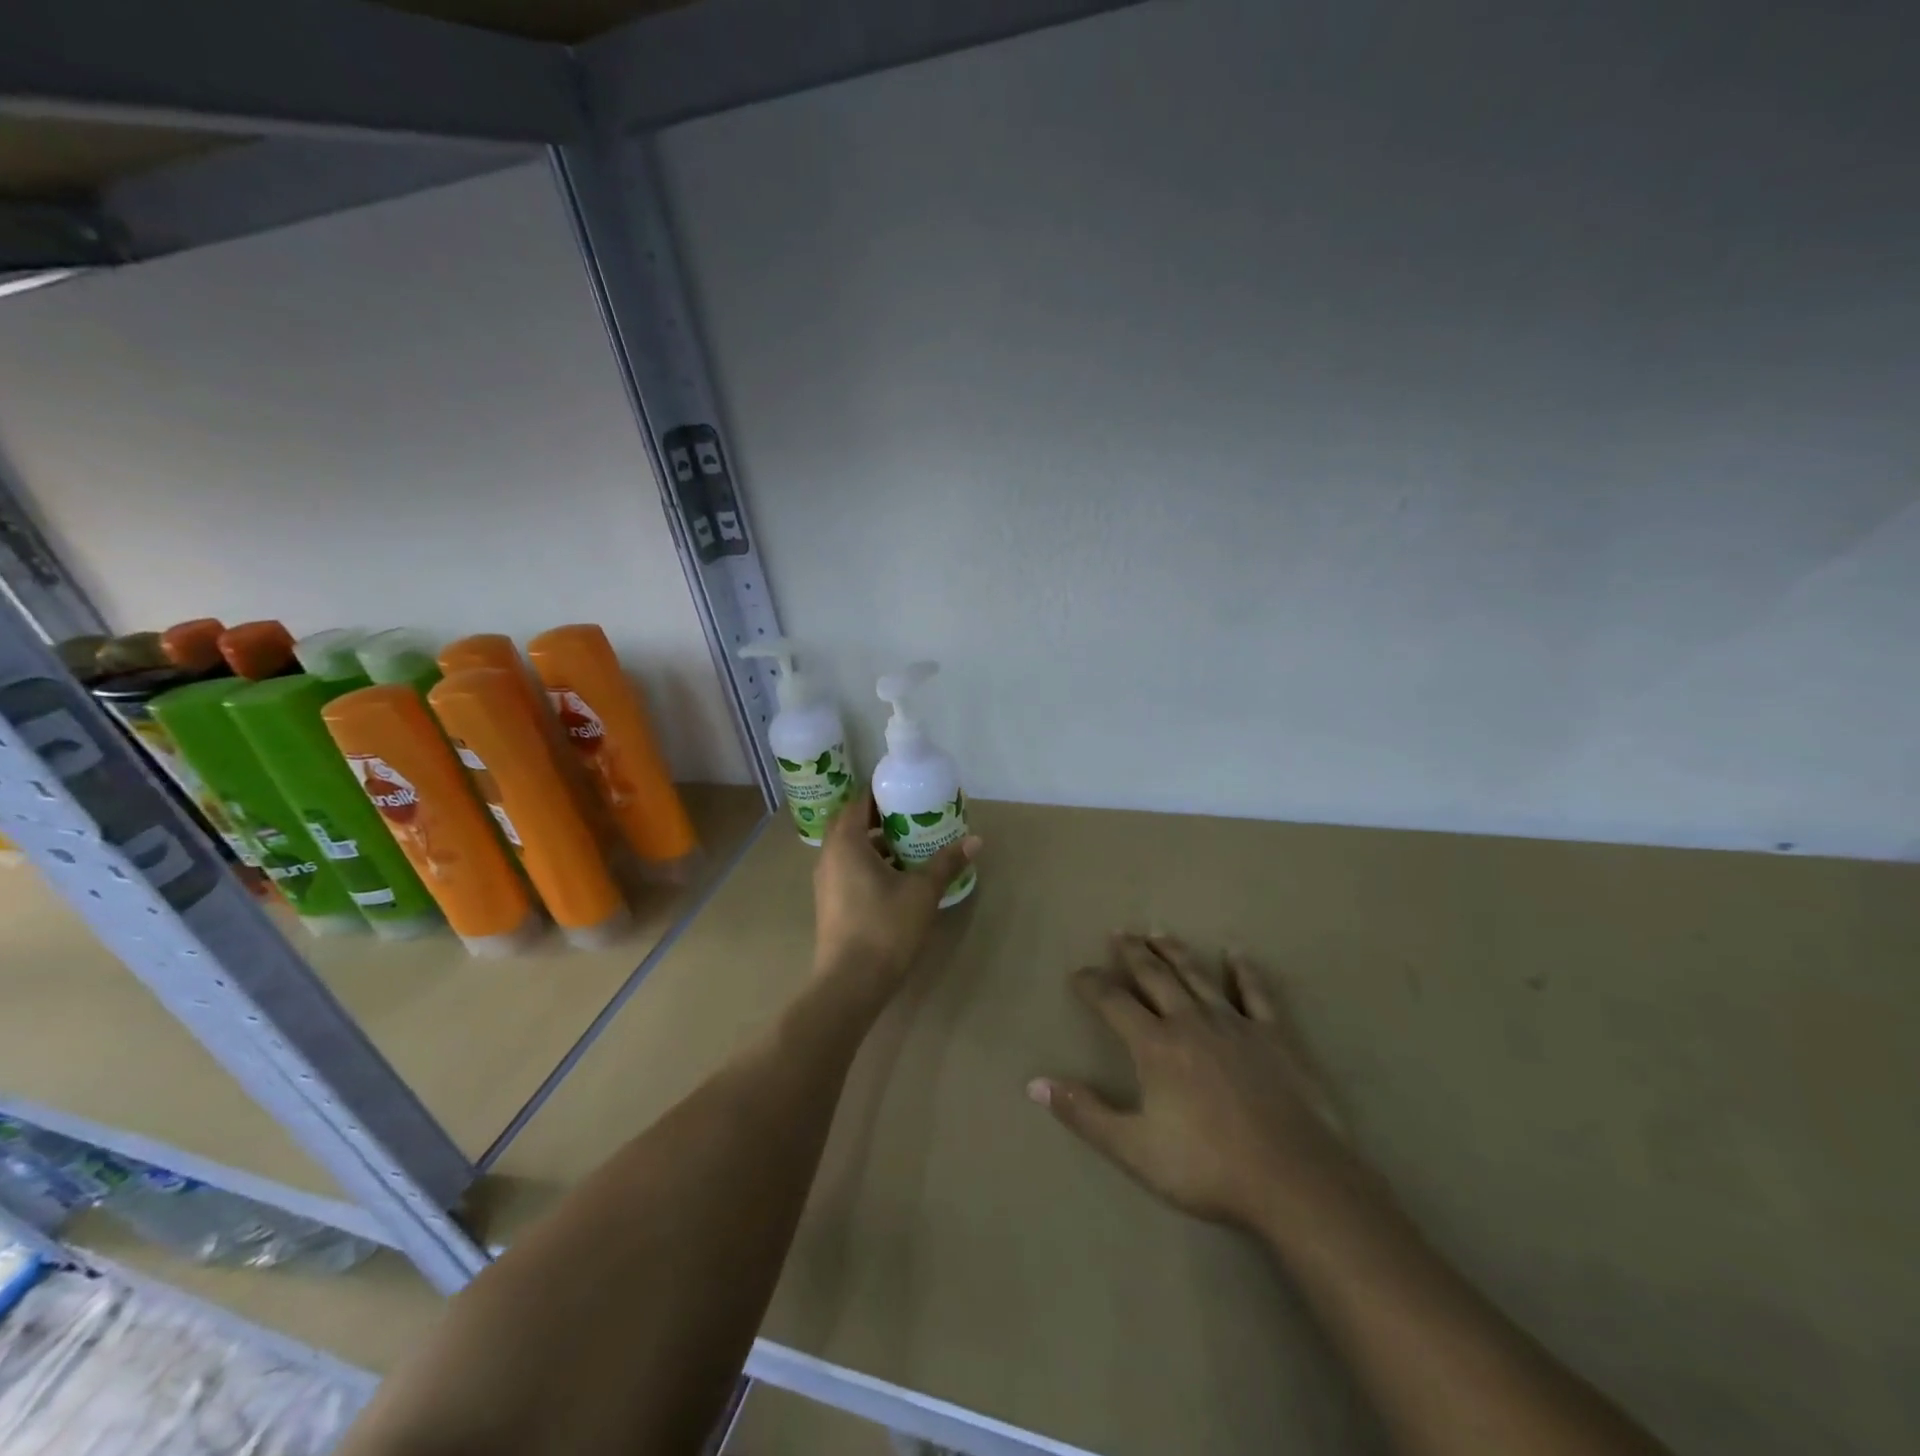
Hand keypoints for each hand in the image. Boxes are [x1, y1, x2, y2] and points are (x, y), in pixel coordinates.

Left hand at [811, 789, 979, 993]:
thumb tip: (975, 840)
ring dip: (876, 842)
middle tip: (913, 815)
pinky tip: (898, 876)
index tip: (909, 790)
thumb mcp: (922, 892)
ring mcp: (826, 881)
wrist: (850, 983)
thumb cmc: (885, 927)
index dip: (883, 792)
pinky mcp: (831, 902)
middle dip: (881, 816)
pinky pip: (849, 868)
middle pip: (853, 823)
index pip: (860, 802)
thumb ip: (946, 863)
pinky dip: (870, 863)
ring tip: (910, 844)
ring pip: (850, 848)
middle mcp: (830, 855)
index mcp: (846, 842)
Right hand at [1029, 934, 1368, 1233]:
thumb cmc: (1208, 1167)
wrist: (1294, 1180)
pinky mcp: (1273, 1036)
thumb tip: (1035, 1083)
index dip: (1092, 984)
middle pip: (1155, 977)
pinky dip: (1244, 971)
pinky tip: (1236, 952)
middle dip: (1133, 953)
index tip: (1078, 972)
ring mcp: (1235, 1025)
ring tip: (1159, 932)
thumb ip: (1085, 1114)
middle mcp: (1190, 1022)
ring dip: (1175, 952)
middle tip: (1120, 932)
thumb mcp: (1134, 1149)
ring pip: (1197, 976)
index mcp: (1155, 1045)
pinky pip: (1255, 993)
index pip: (1113, 1002)